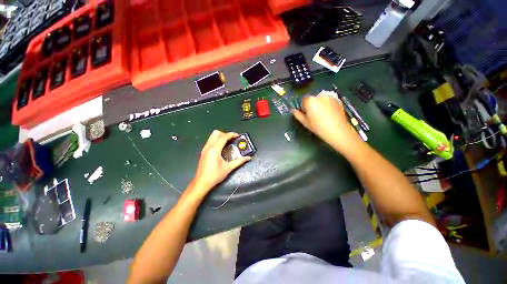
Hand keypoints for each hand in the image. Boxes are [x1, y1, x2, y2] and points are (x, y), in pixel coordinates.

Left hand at [192, 130, 250, 194]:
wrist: (201, 183)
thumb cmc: (215, 175)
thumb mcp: (228, 168)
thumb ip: (239, 161)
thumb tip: (248, 158)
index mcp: (214, 150)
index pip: (223, 137)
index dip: (231, 134)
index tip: (238, 136)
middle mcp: (208, 147)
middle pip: (216, 133)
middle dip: (225, 133)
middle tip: (232, 139)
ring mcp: (204, 149)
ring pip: (212, 136)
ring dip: (220, 136)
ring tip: (228, 142)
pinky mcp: (203, 152)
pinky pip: (210, 141)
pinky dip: (216, 140)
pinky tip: (221, 148)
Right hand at [292, 94, 360, 150]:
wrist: (337, 130)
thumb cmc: (318, 127)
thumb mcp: (305, 122)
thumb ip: (297, 115)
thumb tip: (293, 110)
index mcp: (310, 100)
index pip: (304, 99)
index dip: (304, 106)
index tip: (307, 114)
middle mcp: (320, 96)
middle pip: (313, 98)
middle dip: (313, 104)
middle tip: (315, 115)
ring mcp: (330, 97)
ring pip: (322, 99)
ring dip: (321, 104)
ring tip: (324, 114)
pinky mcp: (338, 100)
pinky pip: (329, 100)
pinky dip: (328, 104)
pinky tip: (330, 113)